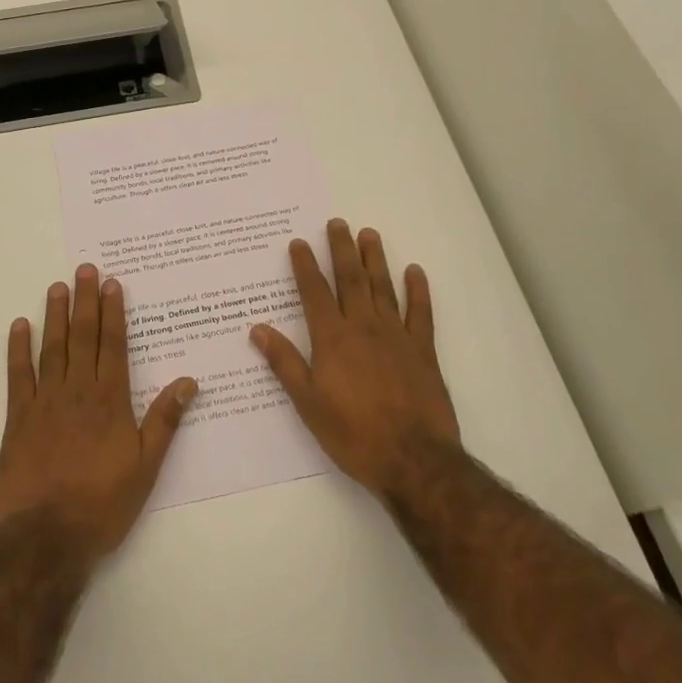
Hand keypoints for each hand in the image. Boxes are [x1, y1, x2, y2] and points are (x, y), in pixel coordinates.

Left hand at [0, 265, 197, 565]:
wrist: (47, 537)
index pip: (112, 345)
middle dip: (85, 301)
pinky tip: (20, 326)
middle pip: (83, 337)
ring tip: (57, 287)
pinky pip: (18, 375)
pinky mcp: (18, 418)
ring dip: (56, 316)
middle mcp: (78, 391)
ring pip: (53, 348)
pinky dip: (18, 349)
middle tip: (84, 269)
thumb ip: (165, 421)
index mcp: (110, 400)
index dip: (112, 312)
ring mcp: (45, 401)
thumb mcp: (146, 467)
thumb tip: (189, 381)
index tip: (110, 283)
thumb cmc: (102, 504)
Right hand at [251, 220, 460, 497]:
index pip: (315, 293)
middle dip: (341, 249)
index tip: (299, 242)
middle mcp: (363, 327)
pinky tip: (415, 271)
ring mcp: (397, 336)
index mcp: (332, 339)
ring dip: (375, 259)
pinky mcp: (423, 351)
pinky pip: (421, 313)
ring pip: (383, 288)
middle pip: (351, 280)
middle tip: (337, 222)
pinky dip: (418, 290)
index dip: (305, 266)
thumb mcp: (307, 403)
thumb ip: (285, 362)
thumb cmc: (353, 434)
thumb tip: (258, 329)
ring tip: (369, 234)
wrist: (413, 459)